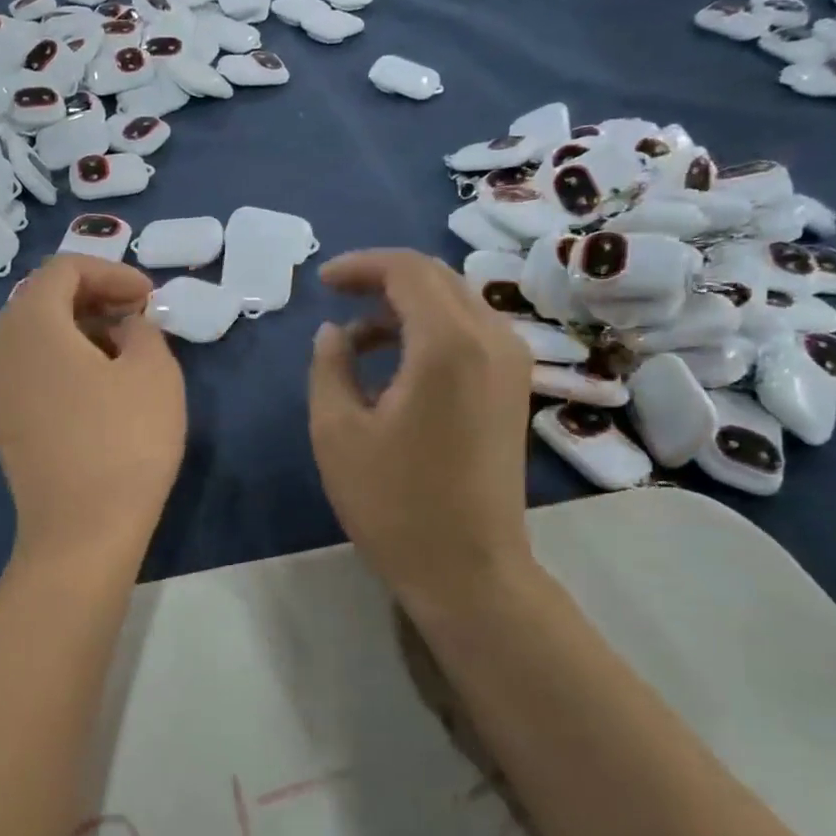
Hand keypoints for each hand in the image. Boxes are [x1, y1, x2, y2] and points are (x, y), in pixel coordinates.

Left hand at [0, 255, 185, 568]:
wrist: (82, 532)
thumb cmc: (124, 441)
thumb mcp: (154, 371)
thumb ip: (143, 328)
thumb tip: (126, 325)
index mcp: (28, 322)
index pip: (64, 268)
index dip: (113, 272)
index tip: (150, 297)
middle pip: (43, 297)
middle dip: (95, 296)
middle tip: (140, 317)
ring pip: (33, 332)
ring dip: (79, 327)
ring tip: (124, 348)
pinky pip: (27, 365)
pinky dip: (61, 357)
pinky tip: (97, 381)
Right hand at [308, 249, 534, 611]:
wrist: (469, 570)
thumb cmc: (394, 503)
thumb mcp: (337, 431)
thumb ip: (329, 366)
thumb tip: (334, 333)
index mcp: (448, 344)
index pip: (407, 270)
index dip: (360, 265)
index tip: (321, 282)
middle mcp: (492, 339)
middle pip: (436, 277)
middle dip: (382, 278)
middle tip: (336, 298)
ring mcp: (512, 363)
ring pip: (456, 302)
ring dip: (405, 306)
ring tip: (357, 340)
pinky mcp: (514, 388)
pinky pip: (470, 332)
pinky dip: (430, 330)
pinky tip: (396, 363)